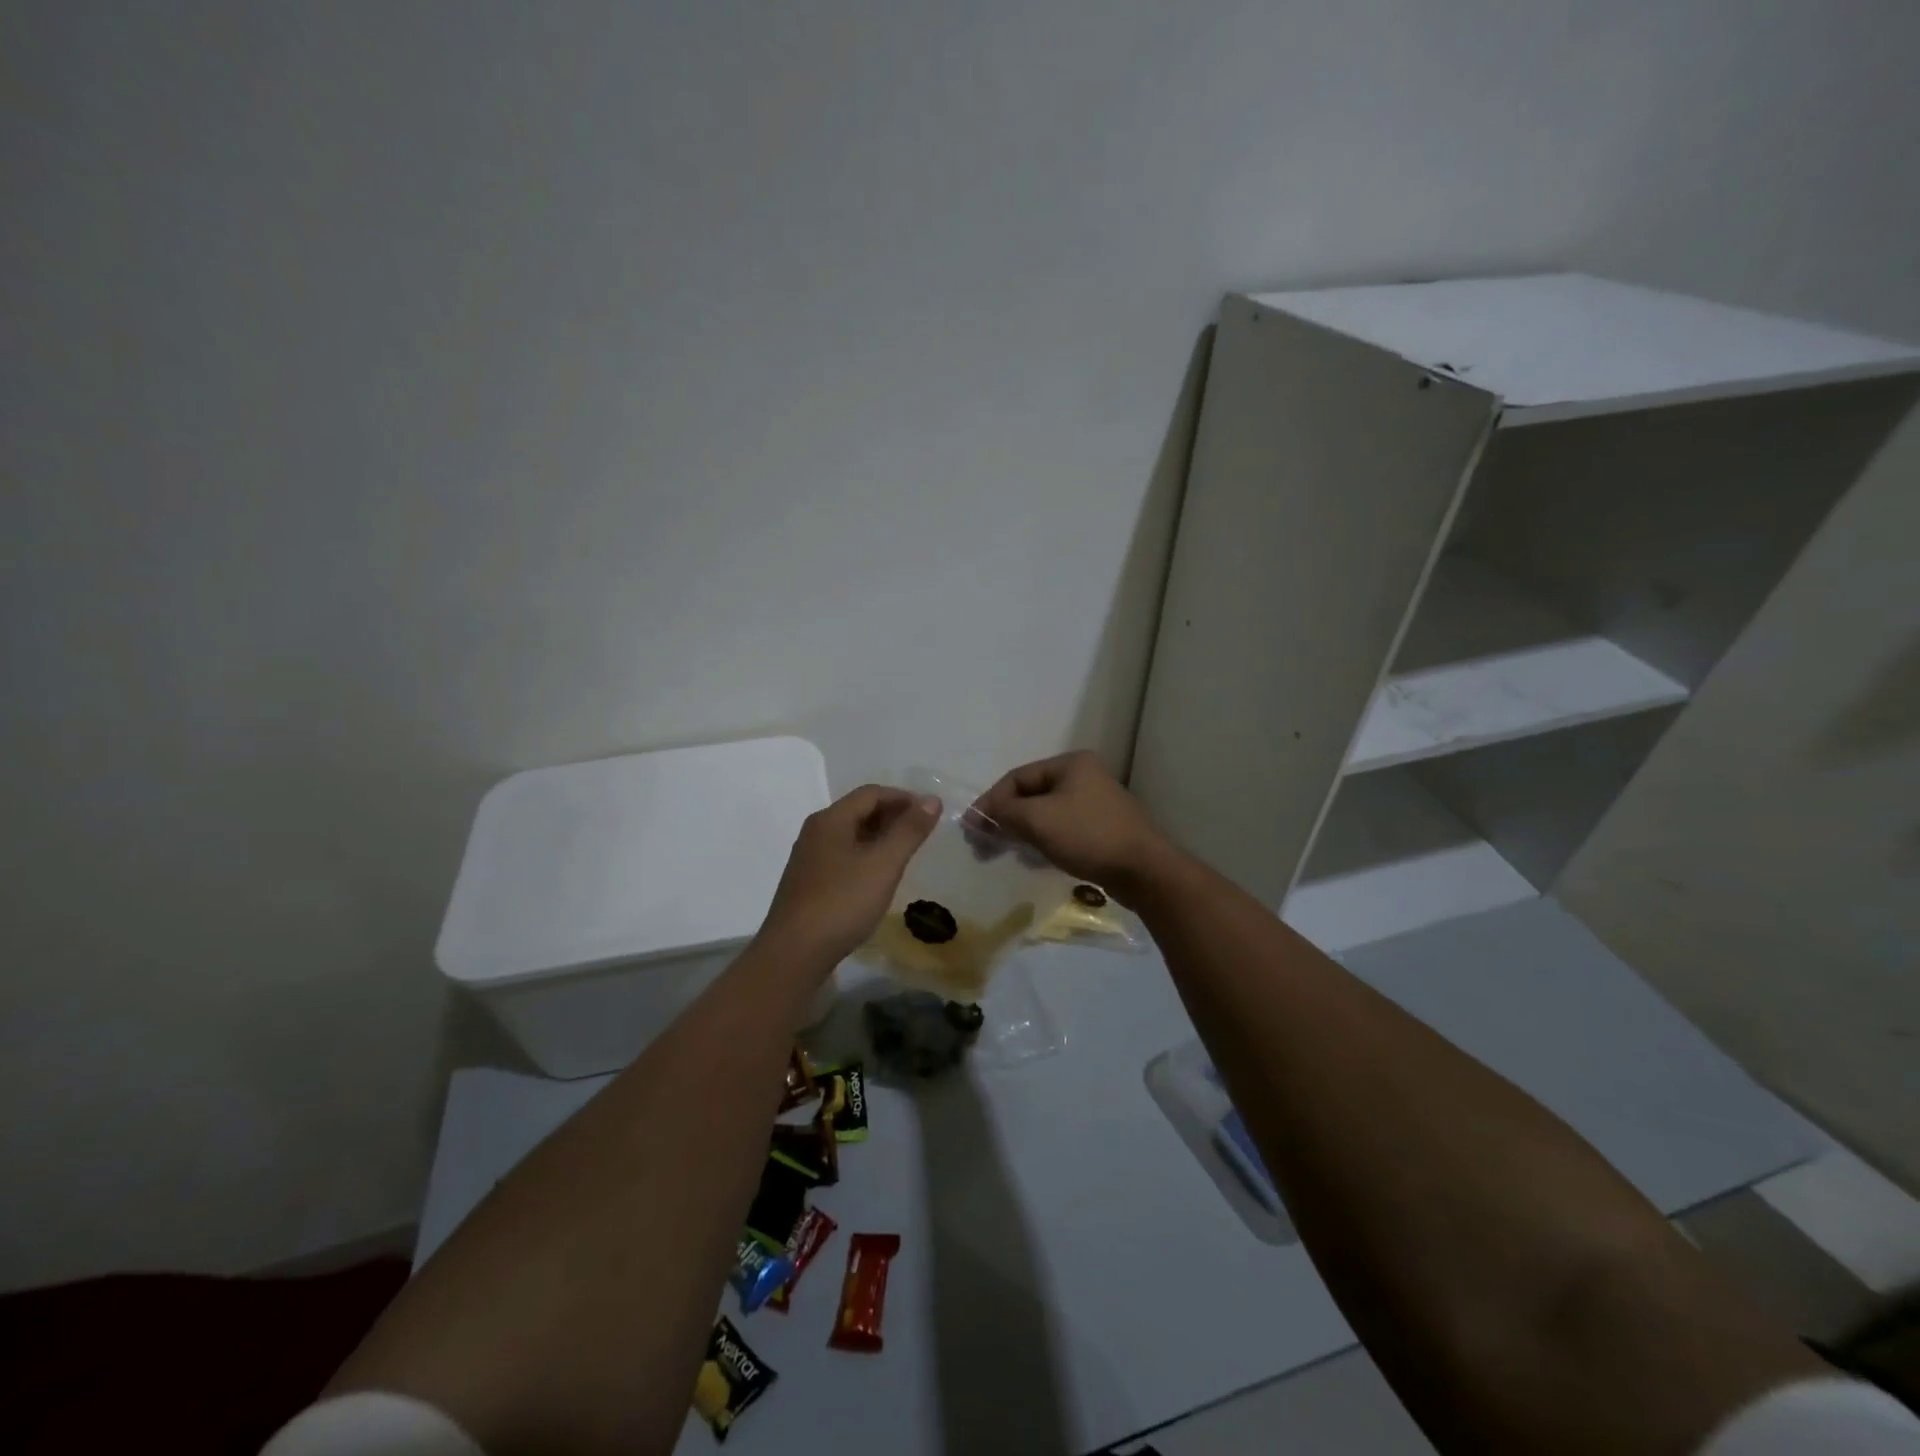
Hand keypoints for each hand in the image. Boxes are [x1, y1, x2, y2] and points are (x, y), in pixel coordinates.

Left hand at [758, 785, 939, 966]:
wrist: (794, 953)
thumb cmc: (842, 903)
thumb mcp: (884, 864)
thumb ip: (909, 830)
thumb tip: (932, 799)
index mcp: (831, 820)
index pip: (872, 793)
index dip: (904, 798)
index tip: (931, 813)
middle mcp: (816, 832)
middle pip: (859, 811)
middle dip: (893, 816)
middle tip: (923, 833)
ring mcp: (809, 859)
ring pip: (851, 835)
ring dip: (880, 837)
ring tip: (906, 854)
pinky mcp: (808, 883)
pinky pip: (843, 856)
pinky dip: (866, 856)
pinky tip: (879, 877)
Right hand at [974, 751, 1170, 903]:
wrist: (1143, 870)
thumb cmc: (1088, 836)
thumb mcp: (1038, 820)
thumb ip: (1005, 812)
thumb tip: (981, 815)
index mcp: (1070, 764)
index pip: (1017, 777)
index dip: (990, 801)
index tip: (971, 828)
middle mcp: (1084, 777)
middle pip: (1031, 795)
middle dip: (1005, 819)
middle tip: (982, 844)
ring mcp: (1095, 803)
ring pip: (1045, 814)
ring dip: (1022, 832)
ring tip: (1004, 853)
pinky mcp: (1101, 829)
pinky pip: (1061, 829)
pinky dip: (1042, 841)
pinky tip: (1033, 860)